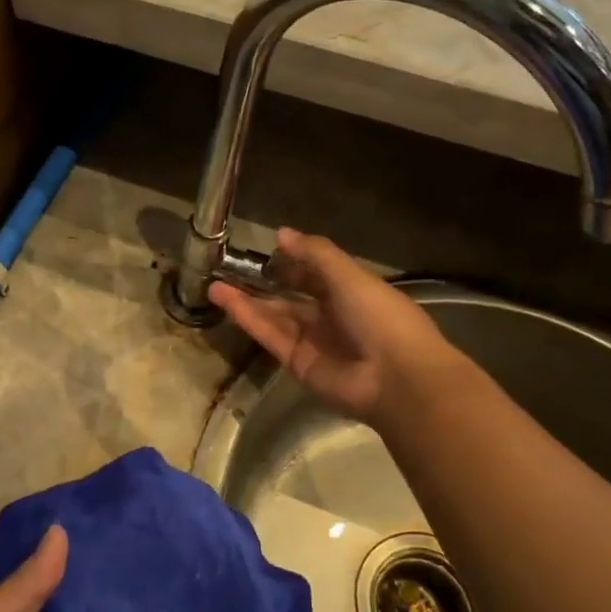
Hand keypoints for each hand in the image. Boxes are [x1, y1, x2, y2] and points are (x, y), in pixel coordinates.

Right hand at [208, 229, 463, 426]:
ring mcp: (313, 341)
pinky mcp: (297, 363)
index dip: (293, 262)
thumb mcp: (349, 275)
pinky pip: (270, 336)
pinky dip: (249, 319)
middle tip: (229, 269)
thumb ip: (314, 253)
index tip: (266, 250)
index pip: (316, 274)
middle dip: (263, 283)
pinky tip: (226, 301)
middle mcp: (331, 316)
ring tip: (214, 284)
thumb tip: (281, 234)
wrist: (396, 377)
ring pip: (275, 316)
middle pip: (291, 297)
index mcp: (352, 292)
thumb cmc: (380, 316)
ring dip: (245, 301)